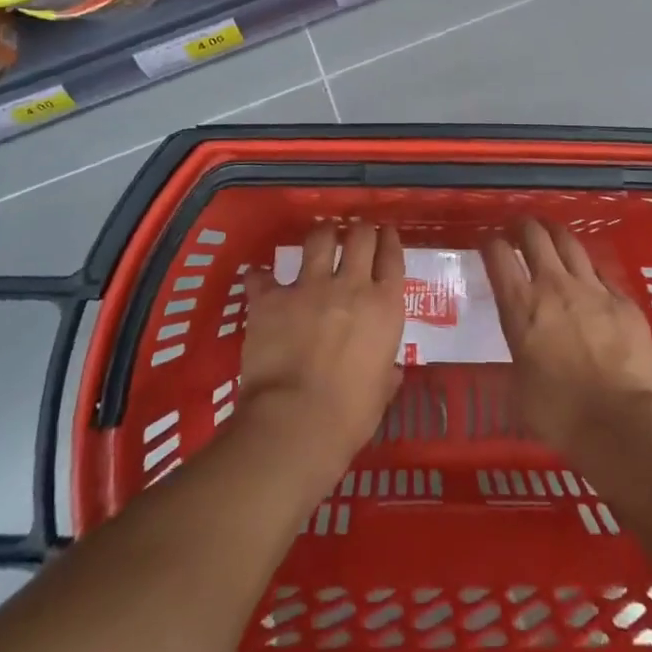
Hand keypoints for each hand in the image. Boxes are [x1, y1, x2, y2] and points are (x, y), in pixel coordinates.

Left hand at [238, 224, 404, 484]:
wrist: (296, 423)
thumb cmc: (350, 416)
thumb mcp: (381, 391)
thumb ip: (386, 371)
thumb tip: (391, 371)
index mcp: (384, 306)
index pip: (392, 258)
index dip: (389, 240)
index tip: (387, 232)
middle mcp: (351, 285)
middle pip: (360, 236)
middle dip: (359, 229)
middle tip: (356, 230)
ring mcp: (309, 287)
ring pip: (319, 239)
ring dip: (321, 233)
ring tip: (320, 234)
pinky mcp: (271, 298)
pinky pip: (262, 275)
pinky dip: (261, 276)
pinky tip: (259, 277)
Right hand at [485, 220, 651, 454]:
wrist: (620, 422)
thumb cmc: (559, 413)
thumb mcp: (518, 386)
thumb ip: (519, 353)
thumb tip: (522, 349)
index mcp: (521, 306)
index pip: (498, 255)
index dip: (491, 244)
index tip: (490, 245)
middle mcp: (553, 285)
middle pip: (534, 235)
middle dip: (524, 226)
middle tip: (520, 228)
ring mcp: (592, 288)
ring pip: (570, 243)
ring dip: (556, 233)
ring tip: (551, 232)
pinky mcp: (623, 300)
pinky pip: (602, 273)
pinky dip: (590, 270)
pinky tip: (590, 275)